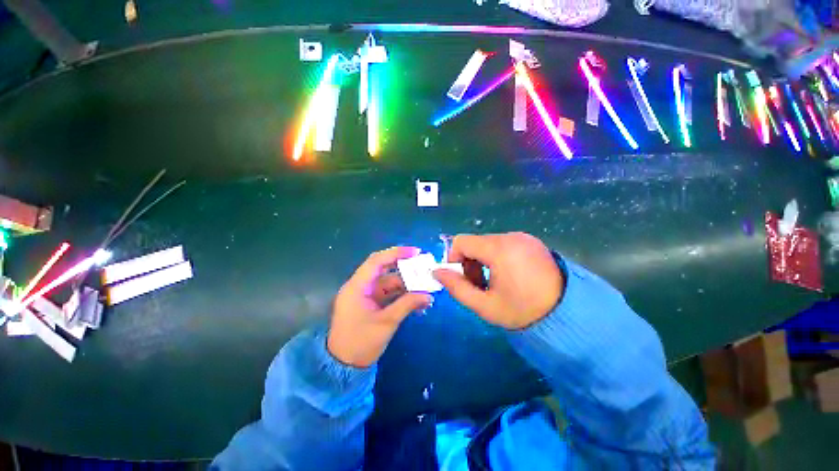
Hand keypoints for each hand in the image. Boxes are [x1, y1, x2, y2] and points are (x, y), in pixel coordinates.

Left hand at [327, 247, 432, 367]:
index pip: (376, 261)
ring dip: (406, 284)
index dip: (396, 253)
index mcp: (357, 286)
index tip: (415, 252)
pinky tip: (416, 300)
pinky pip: (389, 294)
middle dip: (405, 268)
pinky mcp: (371, 304)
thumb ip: (407, 305)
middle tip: (424, 267)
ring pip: (389, 282)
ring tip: (425, 287)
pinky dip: (402, 295)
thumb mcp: (386, 323)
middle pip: (384, 270)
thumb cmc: (360, 343)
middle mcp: (360, 286)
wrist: (343, 367)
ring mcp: (366, 295)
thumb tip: (428, 296)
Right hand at [433, 232, 562, 329]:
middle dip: (470, 263)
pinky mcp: (531, 242)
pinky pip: (504, 244)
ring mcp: (523, 238)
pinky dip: (498, 257)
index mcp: (499, 249)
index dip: (454, 258)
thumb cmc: (523, 311)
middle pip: (475, 243)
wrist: (570, 314)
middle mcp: (511, 236)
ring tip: (494, 283)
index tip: (461, 278)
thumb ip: (456, 287)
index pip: (461, 241)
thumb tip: (436, 271)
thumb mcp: (484, 305)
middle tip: (479, 286)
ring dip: (483, 261)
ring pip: (488, 244)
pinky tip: (509, 276)